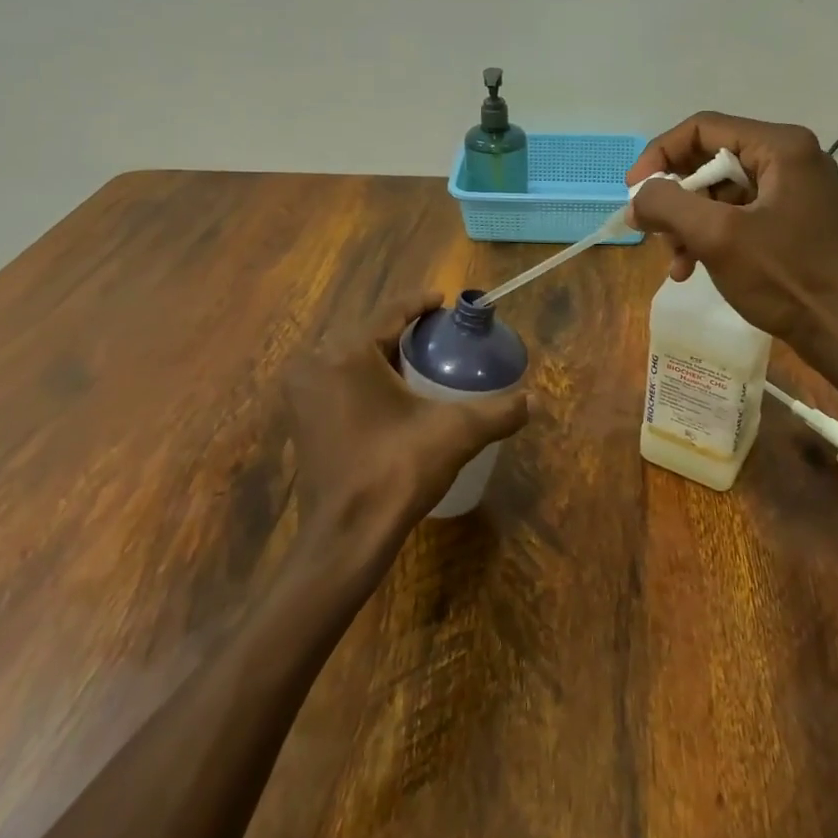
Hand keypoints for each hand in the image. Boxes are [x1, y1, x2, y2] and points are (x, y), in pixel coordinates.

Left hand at [284, 291, 528, 563]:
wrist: (347, 538)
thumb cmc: (397, 472)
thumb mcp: (456, 433)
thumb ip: (498, 412)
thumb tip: (536, 401)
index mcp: (348, 353)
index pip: (390, 312)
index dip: (420, 303)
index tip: (443, 300)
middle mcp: (316, 364)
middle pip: (368, 333)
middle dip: (402, 330)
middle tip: (437, 334)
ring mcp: (302, 393)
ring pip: (349, 358)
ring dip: (381, 354)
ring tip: (418, 359)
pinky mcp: (301, 420)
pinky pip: (336, 382)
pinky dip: (362, 379)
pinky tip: (389, 391)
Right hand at [625, 112, 837, 341]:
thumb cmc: (782, 277)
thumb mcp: (716, 236)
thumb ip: (667, 205)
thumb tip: (636, 200)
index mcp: (781, 146)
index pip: (702, 129)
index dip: (660, 155)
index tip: (634, 191)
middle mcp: (790, 156)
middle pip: (709, 159)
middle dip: (674, 197)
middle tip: (650, 228)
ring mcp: (792, 187)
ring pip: (718, 190)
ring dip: (687, 222)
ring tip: (674, 258)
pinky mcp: (789, 215)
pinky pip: (735, 211)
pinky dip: (708, 234)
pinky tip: (689, 267)